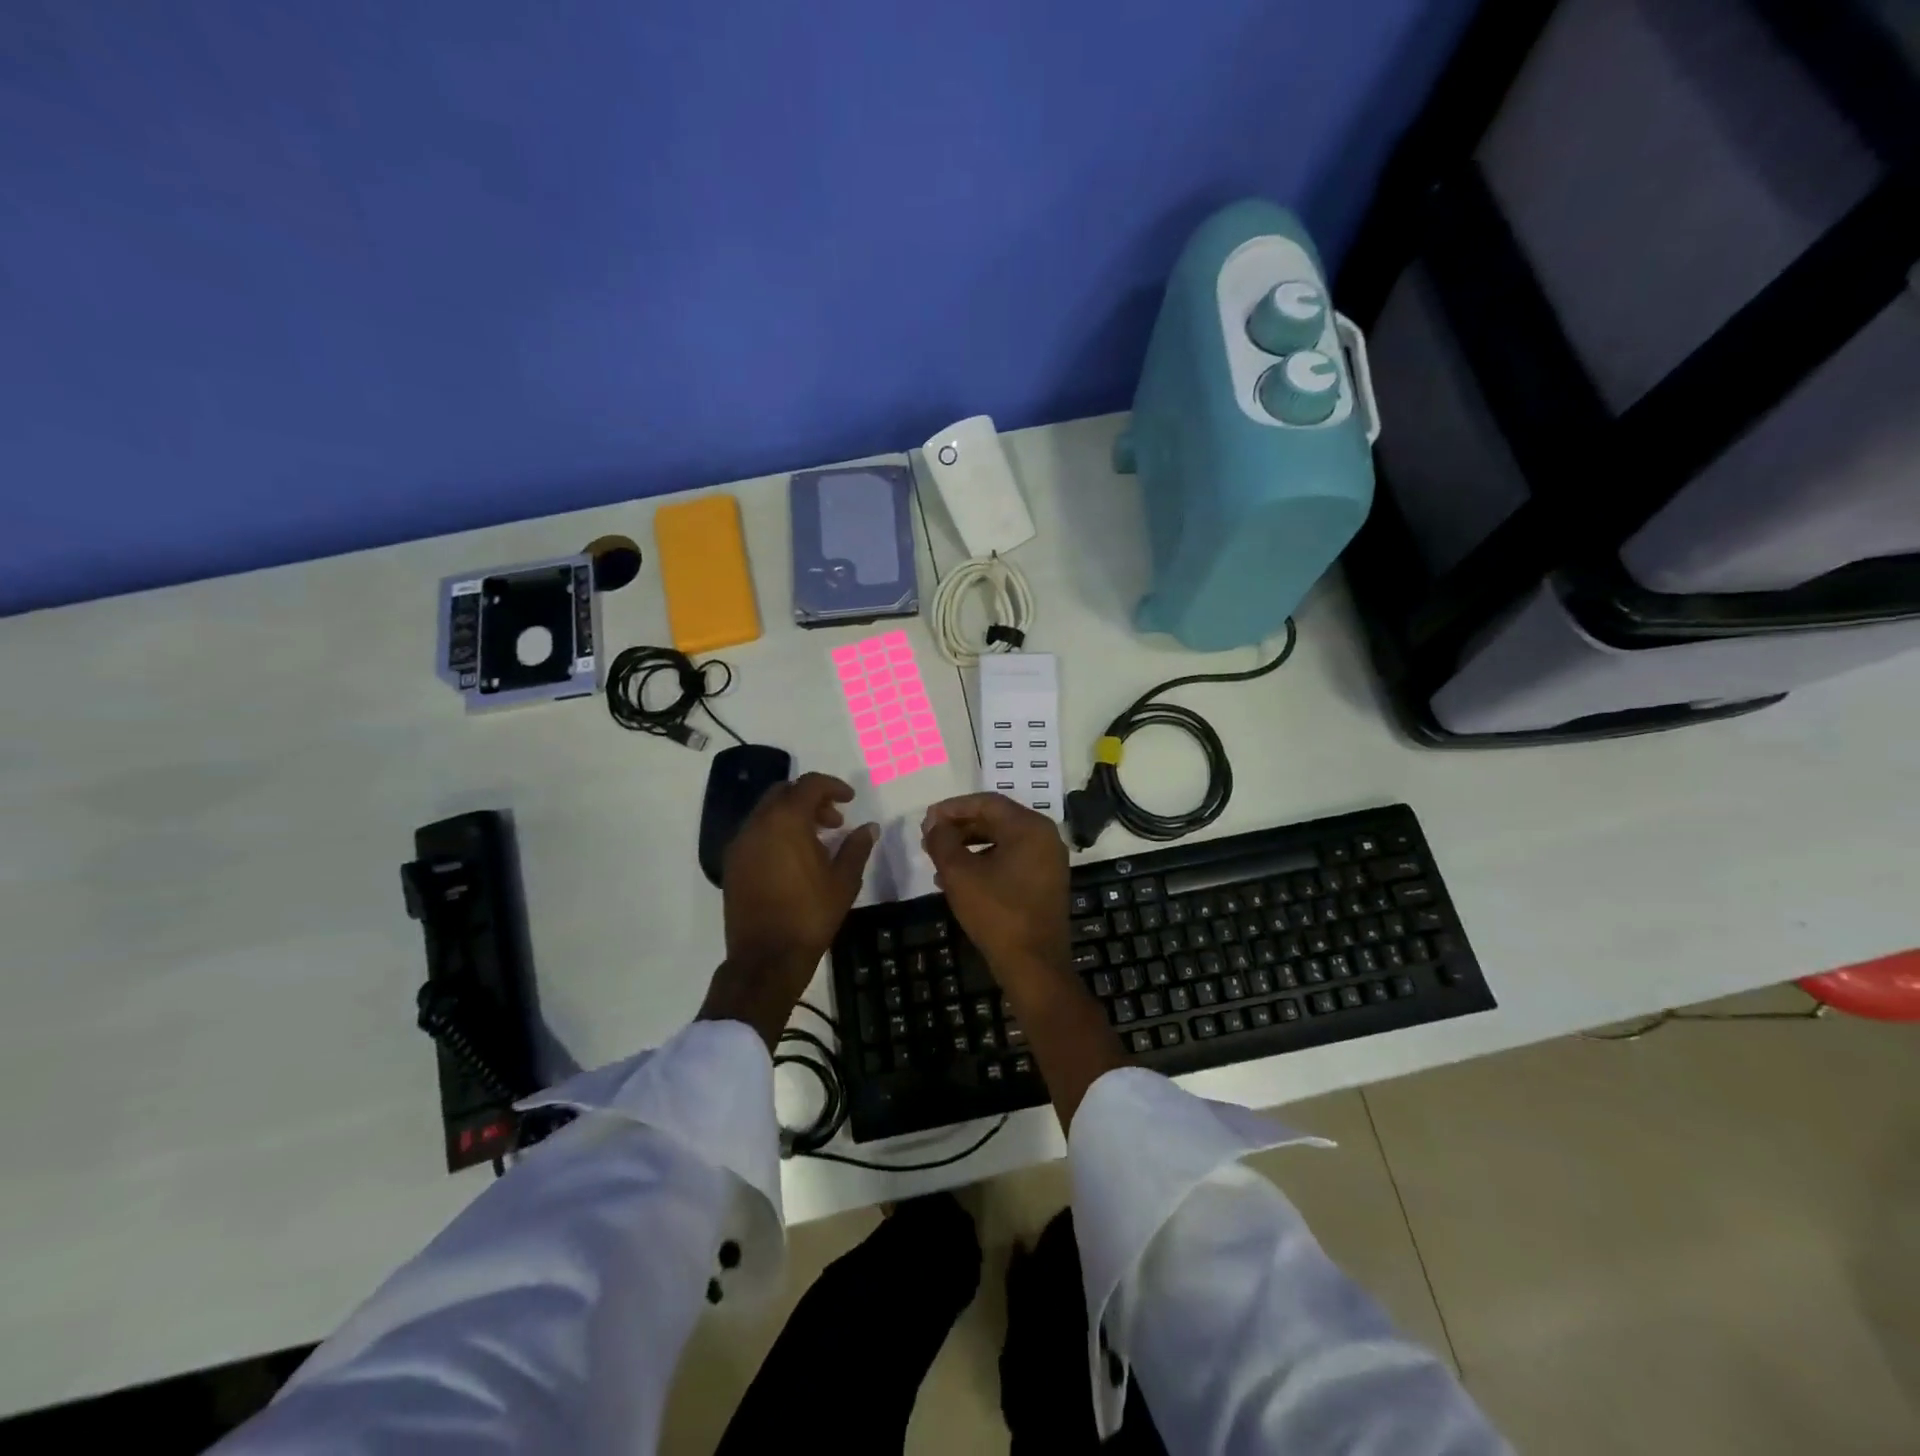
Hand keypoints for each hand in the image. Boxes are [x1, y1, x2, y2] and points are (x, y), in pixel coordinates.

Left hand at [700, 772, 876, 1047]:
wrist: (766, 958)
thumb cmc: (810, 915)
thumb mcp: (844, 881)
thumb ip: (856, 847)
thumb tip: (869, 827)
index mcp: (786, 821)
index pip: (809, 784)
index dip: (833, 786)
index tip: (850, 800)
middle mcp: (758, 824)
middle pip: (784, 792)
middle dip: (810, 799)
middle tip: (834, 822)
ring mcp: (740, 844)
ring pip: (766, 812)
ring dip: (792, 816)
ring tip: (816, 841)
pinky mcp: (732, 864)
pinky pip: (755, 833)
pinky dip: (775, 832)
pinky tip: (793, 859)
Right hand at [922, 792, 1118, 1130]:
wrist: (1034, 966)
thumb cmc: (996, 913)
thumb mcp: (960, 874)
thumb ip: (943, 841)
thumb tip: (934, 824)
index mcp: (1029, 827)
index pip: (986, 802)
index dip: (952, 808)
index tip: (926, 820)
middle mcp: (1045, 836)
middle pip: (995, 819)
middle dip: (959, 827)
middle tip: (929, 838)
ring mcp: (1048, 860)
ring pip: (1002, 840)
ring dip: (969, 845)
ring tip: (938, 859)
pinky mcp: (1046, 881)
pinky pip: (1011, 858)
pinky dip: (985, 861)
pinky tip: (959, 878)